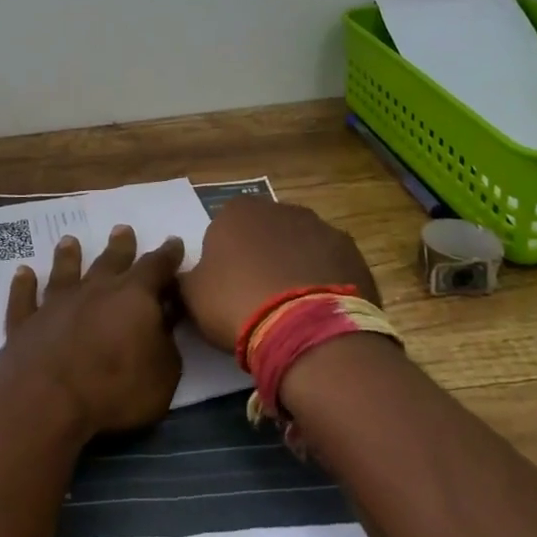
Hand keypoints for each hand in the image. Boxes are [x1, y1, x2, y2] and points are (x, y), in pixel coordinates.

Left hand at [0, 225, 186, 437]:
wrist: (46, 401)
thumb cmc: (115, 390)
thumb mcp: (164, 373)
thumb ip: (166, 342)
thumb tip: (165, 320)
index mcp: (134, 297)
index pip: (156, 268)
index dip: (167, 255)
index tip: (173, 242)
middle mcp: (94, 290)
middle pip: (110, 261)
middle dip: (120, 246)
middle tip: (122, 229)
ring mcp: (56, 304)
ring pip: (64, 272)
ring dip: (68, 256)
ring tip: (69, 241)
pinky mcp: (25, 323)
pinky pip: (24, 299)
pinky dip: (23, 285)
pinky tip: (23, 273)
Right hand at [177, 196, 378, 354]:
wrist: (304, 328)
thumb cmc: (236, 303)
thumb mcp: (192, 296)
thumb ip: (186, 277)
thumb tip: (185, 273)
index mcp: (237, 211)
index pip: (223, 229)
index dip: (224, 259)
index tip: (226, 288)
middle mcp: (280, 208)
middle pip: (265, 233)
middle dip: (262, 257)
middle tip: (257, 297)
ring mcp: (320, 227)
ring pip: (300, 245)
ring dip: (295, 266)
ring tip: (292, 307)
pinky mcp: (351, 251)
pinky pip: (330, 264)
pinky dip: (324, 280)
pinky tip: (319, 309)